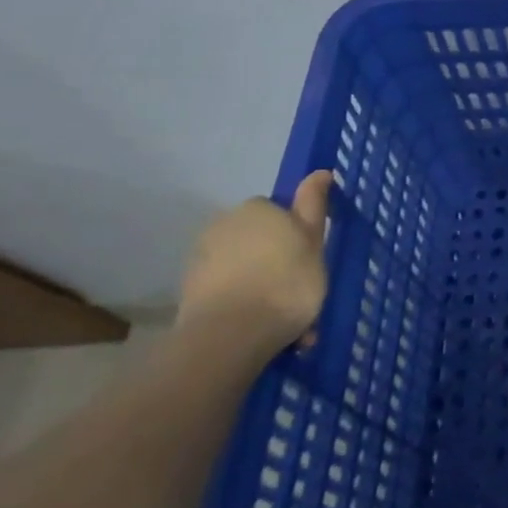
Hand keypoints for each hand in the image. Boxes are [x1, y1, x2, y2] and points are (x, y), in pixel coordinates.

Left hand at [179, 170, 332, 351]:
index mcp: (258, 208)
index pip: (280, 213)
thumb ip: (314, 205)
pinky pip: (226, 293)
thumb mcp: (314, 241)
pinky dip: (241, 306)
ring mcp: (202, 258)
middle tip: (299, 294)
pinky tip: (258, 331)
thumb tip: (319, 171)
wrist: (228, 336)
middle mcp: (225, 224)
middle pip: (259, 241)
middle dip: (276, 263)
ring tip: (282, 323)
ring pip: (244, 269)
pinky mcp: (189, 292)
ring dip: (260, 288)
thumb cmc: (285, 283)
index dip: (296, 237)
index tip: (309, 262)